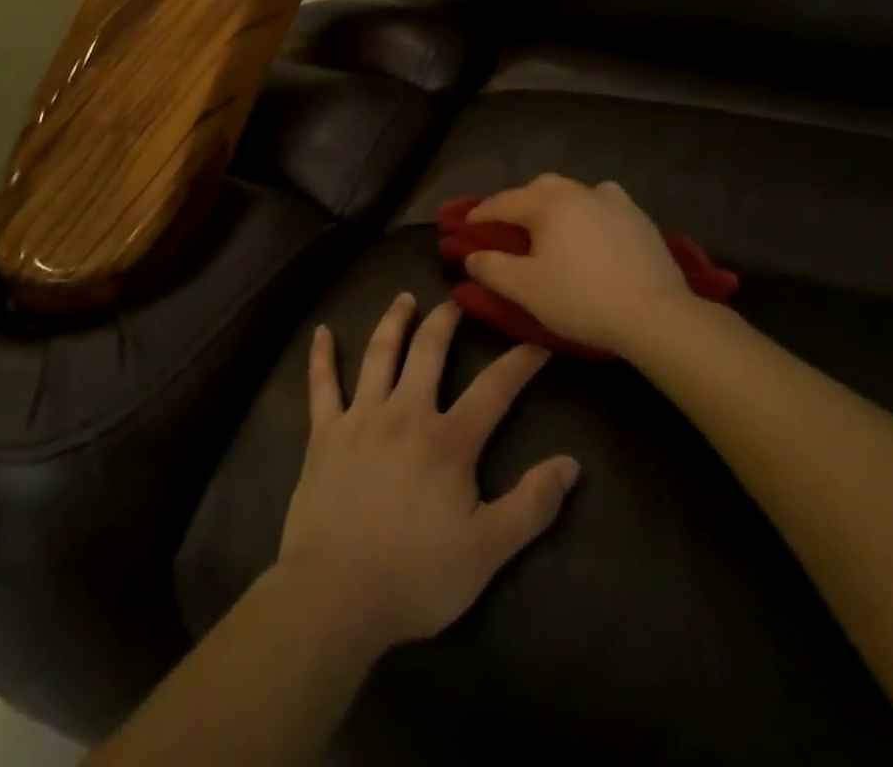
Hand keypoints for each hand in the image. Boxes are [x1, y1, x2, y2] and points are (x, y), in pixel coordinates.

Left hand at [276, 294, 579, 654]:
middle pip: (428, 352)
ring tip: (404, 298)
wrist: (336, 595)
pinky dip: (321, 356)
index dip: (519, 363)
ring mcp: (361, 417)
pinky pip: (322, 385)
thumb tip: (571, 464)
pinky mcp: (324, 432)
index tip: (536, 342)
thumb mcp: (488, 551)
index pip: (494, 389)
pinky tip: (322, 332)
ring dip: (393, 322)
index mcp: (448, 440)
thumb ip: (532, 505)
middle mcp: (405, 412)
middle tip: (456, 301)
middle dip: (445, 322)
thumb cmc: (416, 576)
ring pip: (379, 354)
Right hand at [462, 175, 692, 354]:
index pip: (504, 202)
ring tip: (551, 226)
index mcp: (547, 204)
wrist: (655, 314)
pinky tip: (593, 228)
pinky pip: (605, 202)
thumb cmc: (581, 299)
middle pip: (539, 187)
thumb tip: (471, 255)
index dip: (481, 214)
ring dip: (555, 203)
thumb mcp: (525, 289)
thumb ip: (491, 268)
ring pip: (574, 190)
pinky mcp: (639, 218)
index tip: (465, 227)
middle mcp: (579, 192)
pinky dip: (590, 209)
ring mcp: (613, 202)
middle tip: (508, 227)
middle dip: (518, 202)